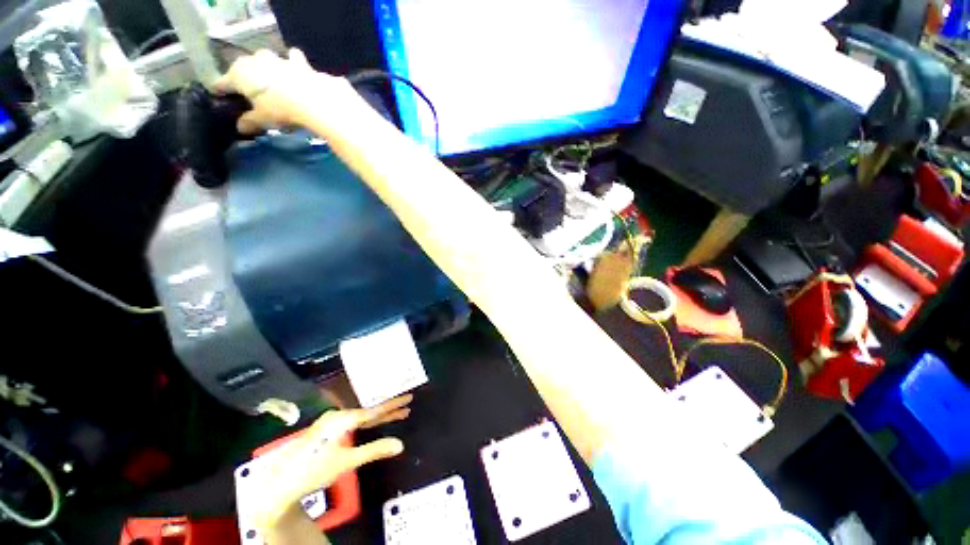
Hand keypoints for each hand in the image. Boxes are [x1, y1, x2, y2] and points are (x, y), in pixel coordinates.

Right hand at [214, 48, 355, 134]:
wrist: (313, 98)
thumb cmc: (280, 109)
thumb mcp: (263, 119)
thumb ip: (250, 122)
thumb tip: (240, 128)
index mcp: (238, 74)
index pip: (224, 82)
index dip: (221, 90)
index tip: (219, 94)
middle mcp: (254, 60)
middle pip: (244, 67)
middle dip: (244, 75)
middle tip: (249, 88)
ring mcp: (277, 58)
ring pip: (266, 57)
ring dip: (267, 65)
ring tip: (271, 76)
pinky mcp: (299, 62)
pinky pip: (293, 58)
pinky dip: (293, 61)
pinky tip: (296, 65)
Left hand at [250, 395, 412, 530]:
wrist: (282, 483)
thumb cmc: (315, 470)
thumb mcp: (347, 461)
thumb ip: (374, 450)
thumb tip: (400, 444)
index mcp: (343, 419)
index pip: (374, 410)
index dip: (393, 405)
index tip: (408, 398)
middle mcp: (338, 416)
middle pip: (369, 411)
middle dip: (389, 410)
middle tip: (407, 406)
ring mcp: (331, 422)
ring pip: (361, 417)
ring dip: (379, 417)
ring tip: (397, 414)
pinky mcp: (327, 430)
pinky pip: (353, 423)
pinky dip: (366, 423)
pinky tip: (373, 423)